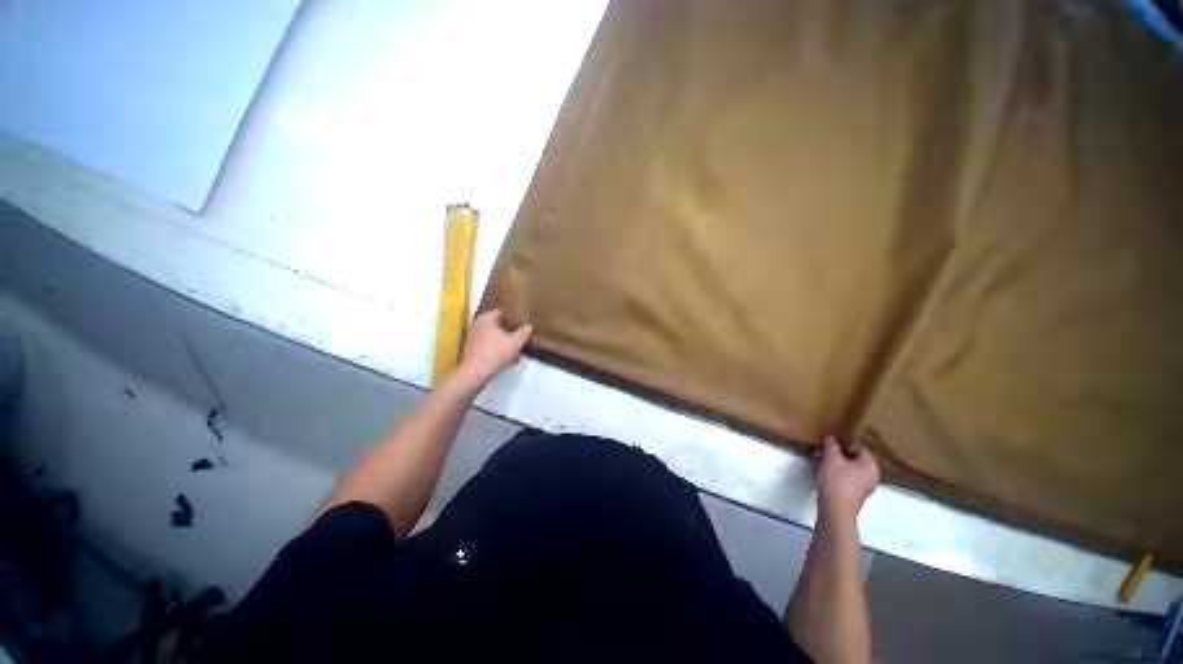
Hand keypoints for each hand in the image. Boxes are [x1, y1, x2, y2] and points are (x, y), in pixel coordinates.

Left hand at [457, 310, 531, 385]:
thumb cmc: (495, 353)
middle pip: (498, 326)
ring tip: (517, 350)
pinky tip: (508, 359)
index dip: (513, 317)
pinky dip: (498, 351)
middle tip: (521, 337)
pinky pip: (489, 347)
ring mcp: (473, 338)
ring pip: (494, 338)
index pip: (502, 312)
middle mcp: (477, 325)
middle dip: (510, 332)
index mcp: (486, 318)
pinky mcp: (472, 350)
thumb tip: (528, 326)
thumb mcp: (515, 343)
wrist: (475, 373)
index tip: (522, 322)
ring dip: (505, 343)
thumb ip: (523, 333)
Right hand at [815, 434, 878, 523]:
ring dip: (834, 461)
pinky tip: (822, 471)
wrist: (835, 510)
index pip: (857, 446)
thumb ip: (831, 444)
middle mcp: (871, 475)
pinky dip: (835, 471)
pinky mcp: (855, 493)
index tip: (827, 439)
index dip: (841, 440)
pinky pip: (846, 477)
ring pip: (848, 467)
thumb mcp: (831, 458)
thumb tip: (831, 436)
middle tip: (820, 448)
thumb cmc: (836, 481)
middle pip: (853, 457)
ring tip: (818, 458)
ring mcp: (864, 486)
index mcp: (870, 465)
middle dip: (836, 452)